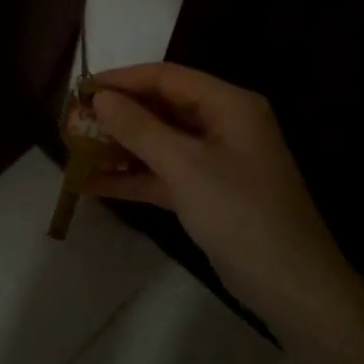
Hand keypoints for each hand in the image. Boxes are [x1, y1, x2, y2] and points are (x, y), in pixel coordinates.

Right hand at [78, 63, 344, 315]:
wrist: (290, 285)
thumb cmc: (240, 213)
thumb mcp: (185, 166)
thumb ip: (139, 128)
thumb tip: (100, 98)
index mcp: (228, 104)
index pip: (166, 78)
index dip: (121, 80)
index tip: (80, 90)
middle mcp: (222, 124)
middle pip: (161, 108)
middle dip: (117, 116)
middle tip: (72, 122)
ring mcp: (215, 161)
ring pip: (159, 142)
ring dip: (120, 147)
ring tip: (74, 151)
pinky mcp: (206, 193)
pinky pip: (163, 174)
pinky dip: (132, 176)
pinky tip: (93, 184)